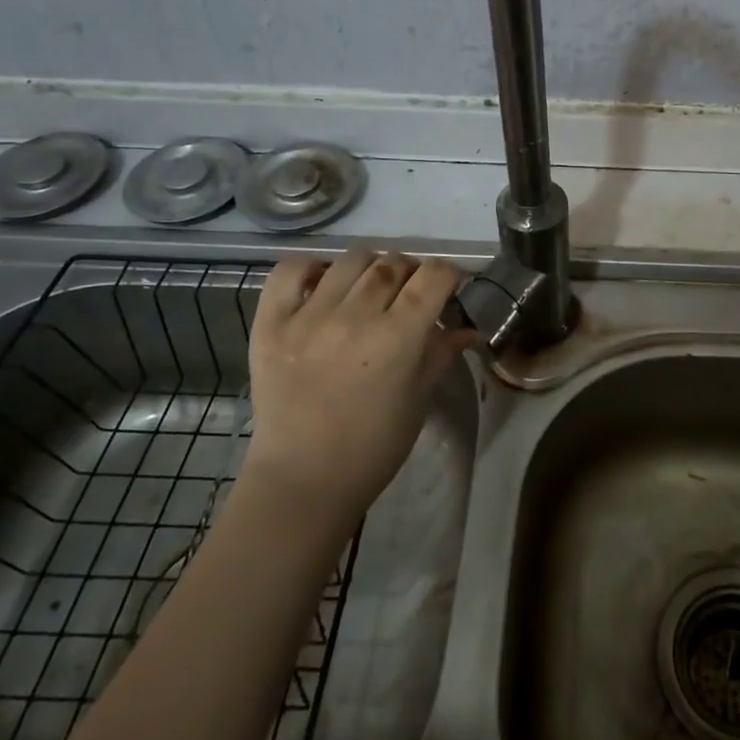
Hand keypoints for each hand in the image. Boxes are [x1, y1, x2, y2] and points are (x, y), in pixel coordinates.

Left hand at [245, 251, 477, 522]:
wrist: (304, 479)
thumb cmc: (374, 445)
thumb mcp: (419, 398)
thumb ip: (442, 353)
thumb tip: (469, 328)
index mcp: (397, 338)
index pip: (434, 277)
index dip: (449, 273)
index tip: (450, 284)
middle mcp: (353, 317)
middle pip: (394, 264)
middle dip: (412, 273)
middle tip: (410, 294)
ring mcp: (307, 317)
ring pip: (351, 260)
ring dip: (371, 268)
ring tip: (369, 289)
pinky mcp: (270, 324)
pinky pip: (291, 271)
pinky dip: (312, 267)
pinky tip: (325, 284)